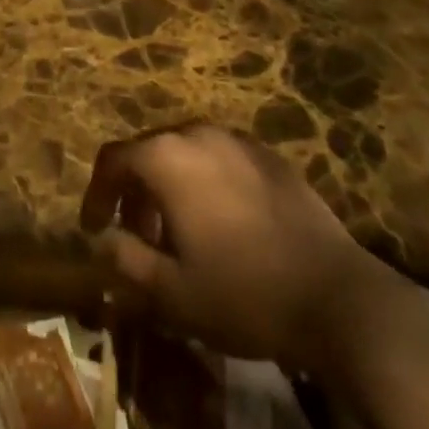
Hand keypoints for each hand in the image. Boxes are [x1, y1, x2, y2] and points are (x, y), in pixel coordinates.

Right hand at [80, 123, 369, 361]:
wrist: (334, 295)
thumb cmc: (243, 293)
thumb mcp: (172, 292)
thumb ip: (127, 260)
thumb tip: (102, 241)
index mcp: (166, 158)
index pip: (113, 160)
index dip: (96, 193)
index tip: (93, 228)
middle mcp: (197, 133)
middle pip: (150, 152)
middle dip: (136, 192)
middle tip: (139, 238)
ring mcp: (237, 140)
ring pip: (187, 153)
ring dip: (172, 186)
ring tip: (181, 234)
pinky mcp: (269, 155)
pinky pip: (222, 159)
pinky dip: (207, 182)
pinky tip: (224, 225)